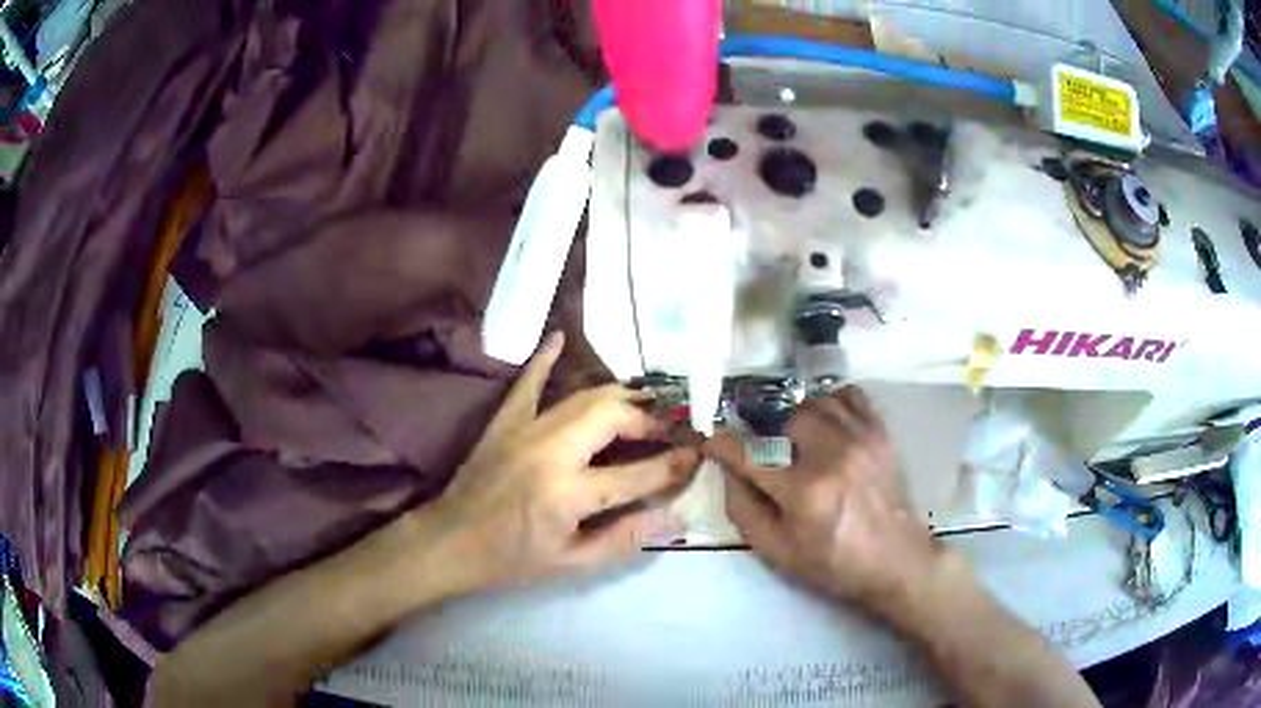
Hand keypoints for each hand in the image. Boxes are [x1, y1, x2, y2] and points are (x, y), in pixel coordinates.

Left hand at [434, 332, 699, 589]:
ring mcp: (525, 430)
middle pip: (613, 417)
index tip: (696, 456)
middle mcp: (552, 451)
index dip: (673, 465)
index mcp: (569, 493)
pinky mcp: (505, 422)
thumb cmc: (513, 559)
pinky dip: (544, 360)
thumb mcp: (572, 562)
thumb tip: (674, 517)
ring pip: (584, 398)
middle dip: (647, 420)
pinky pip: (528, 384)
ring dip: (619, 398)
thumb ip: (625, 537)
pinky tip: (559, 337)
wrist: (451, 541)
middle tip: (666, 430)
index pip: (637, 474)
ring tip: (643, 404)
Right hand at [705, 387, 954, 621]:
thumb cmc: (833, 563)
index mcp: (803, 492)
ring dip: (803, 419)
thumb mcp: (777, 553)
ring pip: (817, 401)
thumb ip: (744, 511)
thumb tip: (728, 472)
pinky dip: (834, 404)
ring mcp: (861, 438)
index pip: (749, 455)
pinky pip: (850, 395)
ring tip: (805, 443)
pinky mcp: (881, 433)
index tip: (713, 440)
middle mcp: (831, 455)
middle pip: (787, 417)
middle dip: (774, 435)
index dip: (723, 444)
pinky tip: (832, 427)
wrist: (896, 560)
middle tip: (778, 457)